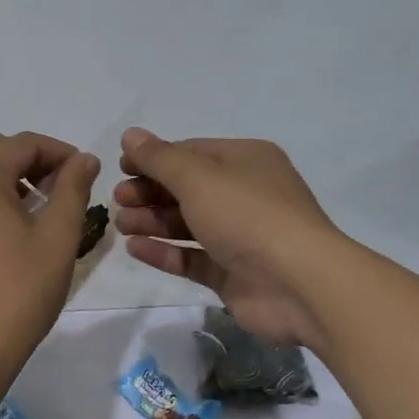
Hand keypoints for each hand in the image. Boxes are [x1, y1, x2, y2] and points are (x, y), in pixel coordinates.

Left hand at [0, 131, 99, 396]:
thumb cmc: (18, 292)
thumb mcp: (57, 238)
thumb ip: (72, 189)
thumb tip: (84, 158)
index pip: (23, 143)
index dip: (59, 152)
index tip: (85, 173)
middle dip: (32, 162)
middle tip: (63, 190)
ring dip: (9, 180)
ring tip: (40, 211)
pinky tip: (9, 232)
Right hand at [113, 128, 344, 351]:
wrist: (299, 284)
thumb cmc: (248, 215)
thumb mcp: (198, 177)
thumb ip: (159, 158)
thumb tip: (130, 134)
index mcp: (246, 161)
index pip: (192, 152)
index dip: (154, 158)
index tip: (120, 168)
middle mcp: (245, 194)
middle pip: (187, 188)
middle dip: (150, 191)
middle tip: (118, 199)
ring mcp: (240, 236)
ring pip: (187, 224)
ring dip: (152, 221)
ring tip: (121, 224)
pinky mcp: (233, 273)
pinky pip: (192, 257)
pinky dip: (165, 252)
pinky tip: (135, 248)